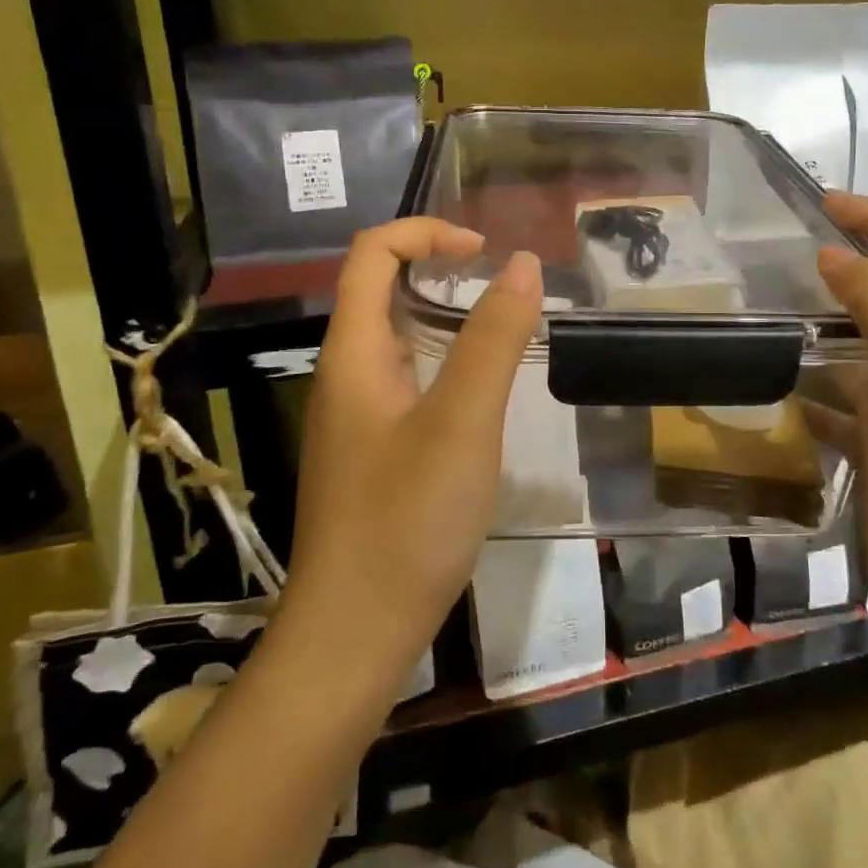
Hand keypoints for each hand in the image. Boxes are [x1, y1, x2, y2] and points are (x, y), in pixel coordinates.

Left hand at [284, 218, 542, 672]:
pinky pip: (406, 383)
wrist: (355, 634)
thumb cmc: (406, 522)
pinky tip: (481, 399)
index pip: (371, 254)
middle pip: (379, 291)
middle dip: (438, 269)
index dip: (425, 232)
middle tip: (501, 287)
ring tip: (502, 332)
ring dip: (445, 318)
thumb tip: (521, 264)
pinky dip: (444, 365)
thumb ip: (492, 340)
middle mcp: (346, 376)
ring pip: (396, 340)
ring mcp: (356, 419)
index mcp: (353, 354)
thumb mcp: (462, 422)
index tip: (484, 251)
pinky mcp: (372, 454)